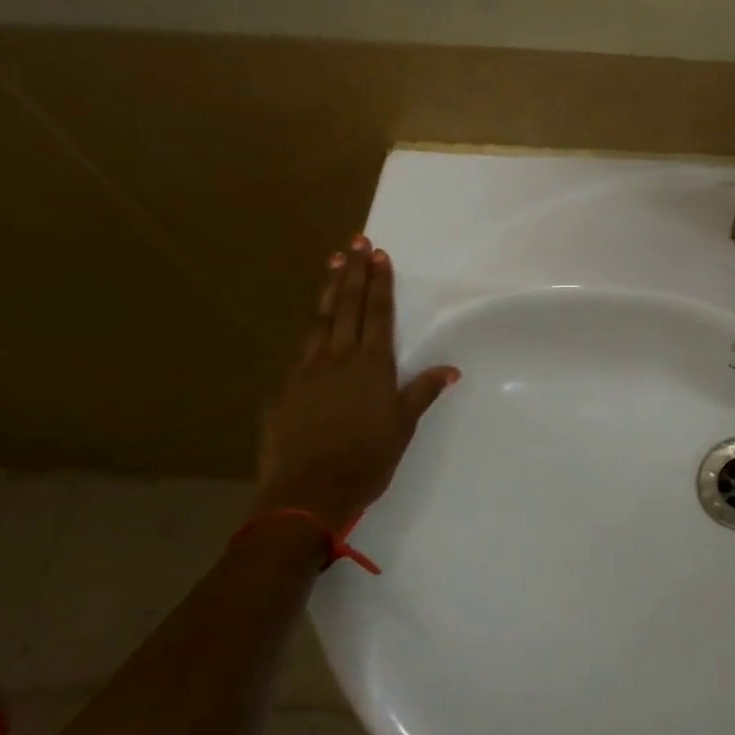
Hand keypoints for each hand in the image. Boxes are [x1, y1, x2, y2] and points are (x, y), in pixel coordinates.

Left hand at [253, 236, 458, 526]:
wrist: (307, 492)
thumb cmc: (367, 459)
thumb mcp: (403, 426)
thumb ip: (423, 392)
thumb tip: (450, 369)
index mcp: (372, 366)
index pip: (378, 314)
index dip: (379, 283)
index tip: (378, 255)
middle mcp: (338, 359)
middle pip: (348, 307)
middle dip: (354, 273)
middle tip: (355, 242)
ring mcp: (306, 371)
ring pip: (319, 321)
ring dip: (329, 290)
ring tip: (332, 263)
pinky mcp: (284, 389)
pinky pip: (301, 352)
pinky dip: (310, 331)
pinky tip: (313, 327)